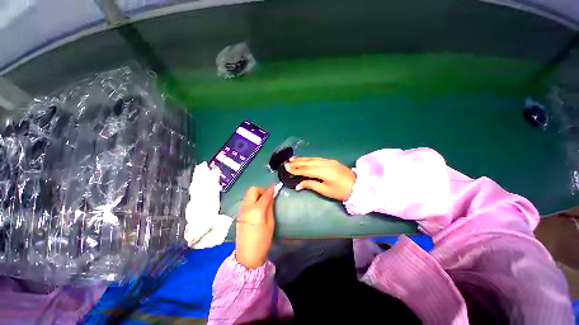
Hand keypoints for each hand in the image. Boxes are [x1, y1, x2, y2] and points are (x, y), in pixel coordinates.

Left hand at [236, 186, 275, 268]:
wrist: (247, 255)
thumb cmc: (262, 240)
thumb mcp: (270, 224)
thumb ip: (270, 208)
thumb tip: (271, 197)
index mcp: (256, 209)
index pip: (265, 194)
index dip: (271, 190)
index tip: (276, 187)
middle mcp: (247, 207)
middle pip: (253, 190)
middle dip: (261, 190)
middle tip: (268, 196)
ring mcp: (241, 210)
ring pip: (248, 195)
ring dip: (256, 194)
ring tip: (264, 202)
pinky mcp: (239, 214)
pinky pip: (246, 201)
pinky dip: (252, 200)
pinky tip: (257, 208)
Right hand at [285, 157, 355, 200]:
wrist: (358, 185)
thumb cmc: (341, 191)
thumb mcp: (325, 190)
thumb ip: (311, 185)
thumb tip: (298, 185)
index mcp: (323, 172)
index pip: (306, 169)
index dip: (295, 169)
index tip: (286, 168)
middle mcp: (324, 163)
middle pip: (308, 162)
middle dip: (296, 163)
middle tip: (286, 163)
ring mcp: (328, 161)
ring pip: (312, 159)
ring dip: (301, 159)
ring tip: (292, 159)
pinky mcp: (330, 161)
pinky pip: (317, 158)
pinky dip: (309, 158)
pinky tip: (304, 159)